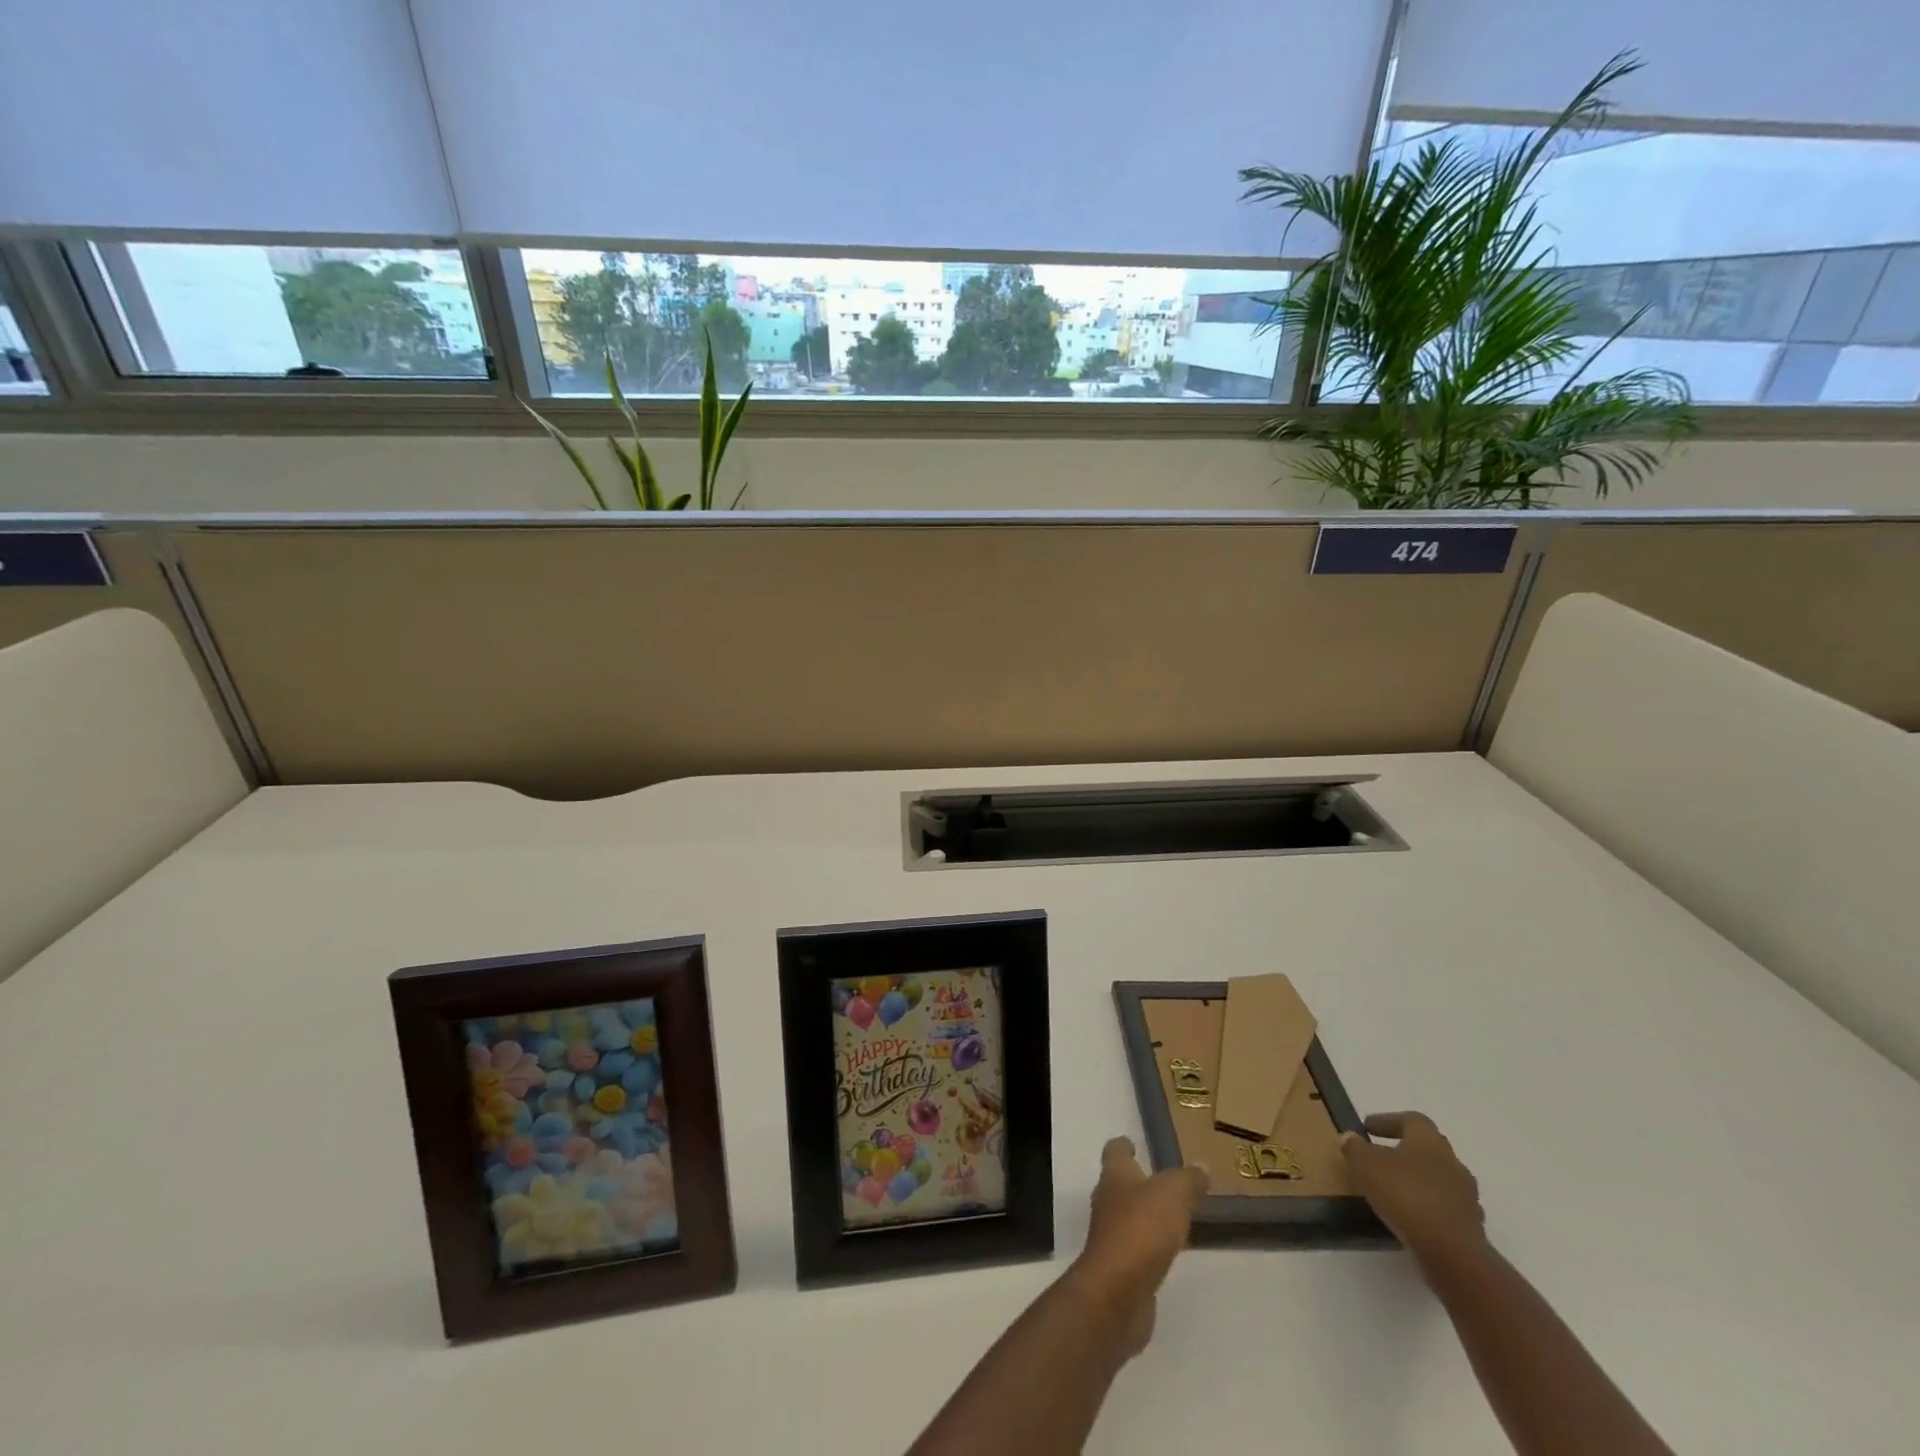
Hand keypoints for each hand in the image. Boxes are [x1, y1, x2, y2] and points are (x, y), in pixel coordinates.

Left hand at [1071, 1137, 1207, 1356]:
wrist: (1117, 1292)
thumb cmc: (1141, 1229)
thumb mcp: (1173, 1194)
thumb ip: (1188, 1180)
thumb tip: (1201, 1167)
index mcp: (1115, 1176)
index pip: (1115, 1151)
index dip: (1123, 1145)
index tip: (1132, 1142)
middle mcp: (1107, 1201)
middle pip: (1120, 1184)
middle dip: (1138, 1181)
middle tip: (1164, 1181)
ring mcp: (1110, 1236)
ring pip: (1128, 1216)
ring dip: (1145, 1214)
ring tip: (1171, 1215)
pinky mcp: (1119, 1268)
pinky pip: (1136, 1248)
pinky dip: (1149, 1246)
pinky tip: (1166, 1251)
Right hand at [1341, 1112, 1486, 1270]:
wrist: (1452, 1253)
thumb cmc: (1406, 1195)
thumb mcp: (1365, 1165)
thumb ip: (1355, 1148)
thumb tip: (1349, 1137)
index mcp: (1430, 1140)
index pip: (1412, 1120)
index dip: (1388, 1120)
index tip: (1368, 1127)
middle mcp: (1453, 1163)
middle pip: (1428, 1149)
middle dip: (1404, 1151)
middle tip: (1380, 1157)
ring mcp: (1466, 1197)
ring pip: (1438, 1179)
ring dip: (1417, 1181)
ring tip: (1393, 1191)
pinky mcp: (1471, 1227)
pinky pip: (1444, 1208)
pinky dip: (1427, 1207)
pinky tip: (1409, 1217)